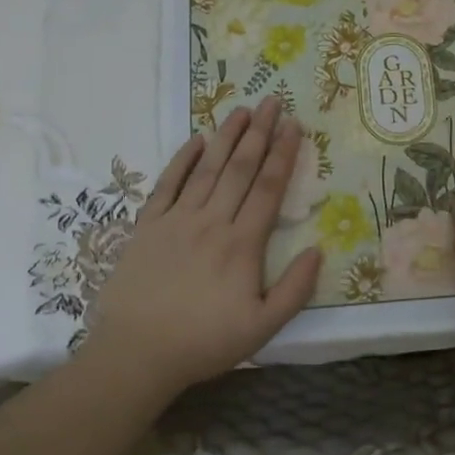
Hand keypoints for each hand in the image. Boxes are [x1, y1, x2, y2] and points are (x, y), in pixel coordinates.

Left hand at [82, 98, 321, 397]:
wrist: (136, 353)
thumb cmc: (203, 342)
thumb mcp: (262, 328)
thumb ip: (294, 289)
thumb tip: (318, 250)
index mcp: (242, 244)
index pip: (268, 188)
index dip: (283, 154)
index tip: (295, 125)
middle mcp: (211, 221)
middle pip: (240, 168)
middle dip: (260, 132)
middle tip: (273, 101)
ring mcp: (177, 220)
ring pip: (207, 169)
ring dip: (226, 137)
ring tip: (241, 110)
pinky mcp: (148, 226)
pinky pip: (167, 184)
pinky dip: (182, 160)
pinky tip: (195, 140)